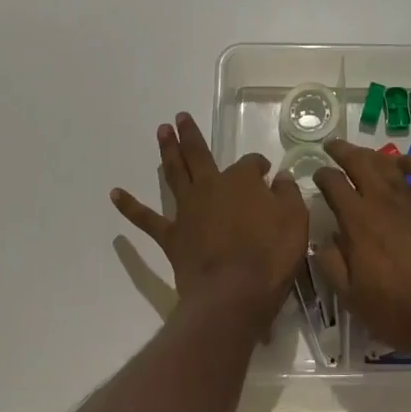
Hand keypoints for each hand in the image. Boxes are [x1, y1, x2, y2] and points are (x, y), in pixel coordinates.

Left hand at [112, 112, 308, 335]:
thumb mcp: (295, 221)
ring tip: (161, 132)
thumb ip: (288, 195)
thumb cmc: (270, 256)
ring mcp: (188, 210)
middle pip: (200, 155)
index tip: (267, 173)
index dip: (259, 166)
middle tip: (180, 117)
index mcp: (242, 181)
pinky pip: (147, 219)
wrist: (233, 293)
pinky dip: (130, 206)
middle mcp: (211, 187)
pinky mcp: (172, 236)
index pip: (252, 164)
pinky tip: (115, 193)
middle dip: (191, 136)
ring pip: (174, 174)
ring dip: (167, 152)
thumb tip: (281, 179)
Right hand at [312, 140, 410, 366]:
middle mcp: (384, 202)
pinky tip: (401, 162)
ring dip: (371, 155)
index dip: (322, 175)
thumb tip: (323, 240)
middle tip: (332, 146)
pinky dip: (409, 161)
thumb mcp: (352, 299)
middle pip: (359, 163)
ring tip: (361, 153)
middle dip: (342, 151)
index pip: (333, 184)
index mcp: (358, 223)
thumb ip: (332, 265)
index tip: (317, 174)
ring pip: (388, 164)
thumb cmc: (399, 313)